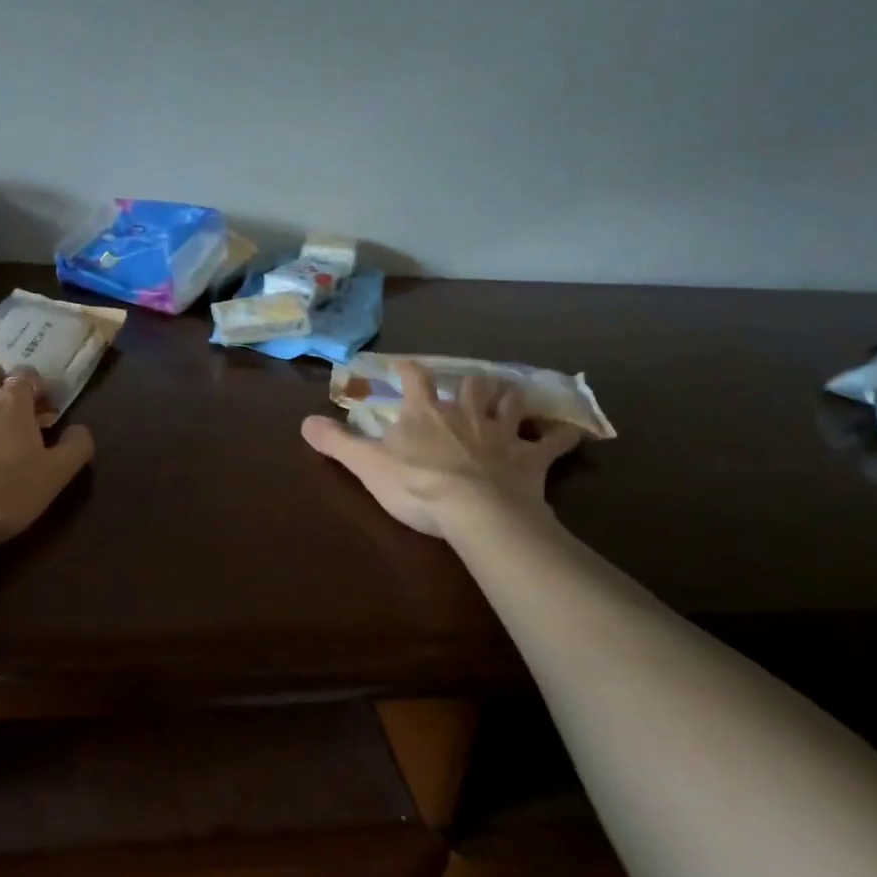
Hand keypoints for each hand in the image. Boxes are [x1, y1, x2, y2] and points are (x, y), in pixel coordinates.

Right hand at [300, 361, 579, 541]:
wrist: (477, 512)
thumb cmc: (417, 485)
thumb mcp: (367, 464)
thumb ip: (336, 442)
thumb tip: (303, 422)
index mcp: (426, 412)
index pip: (415, 378)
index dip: (409, 369)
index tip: (404, 365)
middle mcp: (466, 413)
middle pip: (471, 384)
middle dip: (469, 381)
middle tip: (469, 382)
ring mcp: (502, 433)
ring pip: (510, 403)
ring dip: (511, 398)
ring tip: (512, 394)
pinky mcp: (531, 458)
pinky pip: (552, 442)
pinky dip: (562, 437)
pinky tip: (574, 433)